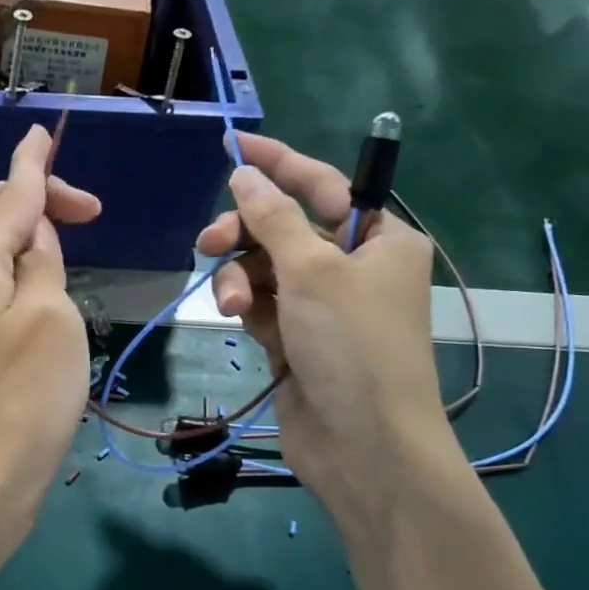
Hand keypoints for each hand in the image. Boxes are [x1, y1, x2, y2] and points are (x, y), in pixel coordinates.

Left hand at [0, 125, 100, 543]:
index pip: (8, 194)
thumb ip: (42, 262)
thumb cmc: (24, 395)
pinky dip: (22, 271)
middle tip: (88, 213)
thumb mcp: (50, 316)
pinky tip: (49, 288)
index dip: (33, 164)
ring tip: (74, 246)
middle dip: (33, 199)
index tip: (44, 132)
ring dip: (29, 236)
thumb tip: (34, 232)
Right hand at [195, 132, 460, 522]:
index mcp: (379, 239)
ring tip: (231, 304)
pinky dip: (246, 306)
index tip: (234, 145)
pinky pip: (261, 304)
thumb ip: (273, 219)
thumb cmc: (352, 345)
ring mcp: (322, 306)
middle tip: (209, 242)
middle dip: (245, 234)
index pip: (322, 185)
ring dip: (239, 278)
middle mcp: (352, 267)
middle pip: (284, 229)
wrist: (362, 444)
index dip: (278, 163)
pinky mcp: (296, 338)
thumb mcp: (313, 272)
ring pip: (264, 269)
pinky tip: (237, 321)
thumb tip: (244, 176)